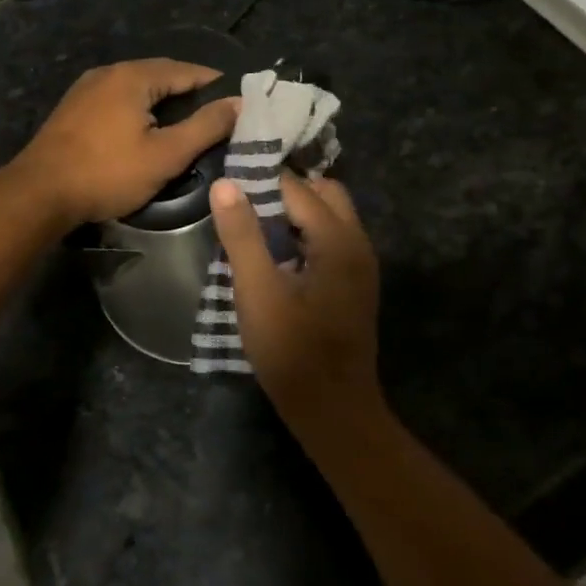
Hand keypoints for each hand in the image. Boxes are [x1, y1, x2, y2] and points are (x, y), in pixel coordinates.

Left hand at [8, 59, 240, 226]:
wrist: (39, 193)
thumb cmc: (107, 173)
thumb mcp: (166, 154)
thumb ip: (205, 127)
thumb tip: (239, 103)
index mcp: (133, 76)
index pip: (186, 70)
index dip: (214, 83)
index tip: (237, 100)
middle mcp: (108, 72)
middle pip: (160, 74)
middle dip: (189, 91)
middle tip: (216, 114)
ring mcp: (86, 88)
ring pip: (136, 87)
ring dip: (163, 100)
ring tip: (186, 122)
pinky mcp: (73, 108)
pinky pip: (117, 98)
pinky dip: (139, 107)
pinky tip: (146, 128)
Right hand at [210, 173, 381, 423]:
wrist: (332, 410)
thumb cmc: (291, 350)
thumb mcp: (257, 290)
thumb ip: (242, 235)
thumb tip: (225, 184)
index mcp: (338, 240)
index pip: (299, 188)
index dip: (263, 179)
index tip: (229, 175)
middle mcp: (357, 243)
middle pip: (324, 193)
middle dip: (286, 189)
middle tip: (244, 199)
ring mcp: (360, 265)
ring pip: (330, 215)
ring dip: (296, 211)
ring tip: (253, 222)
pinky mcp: (354, 283)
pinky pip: (331, 239)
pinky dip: (305, 232)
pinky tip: (276, 252)